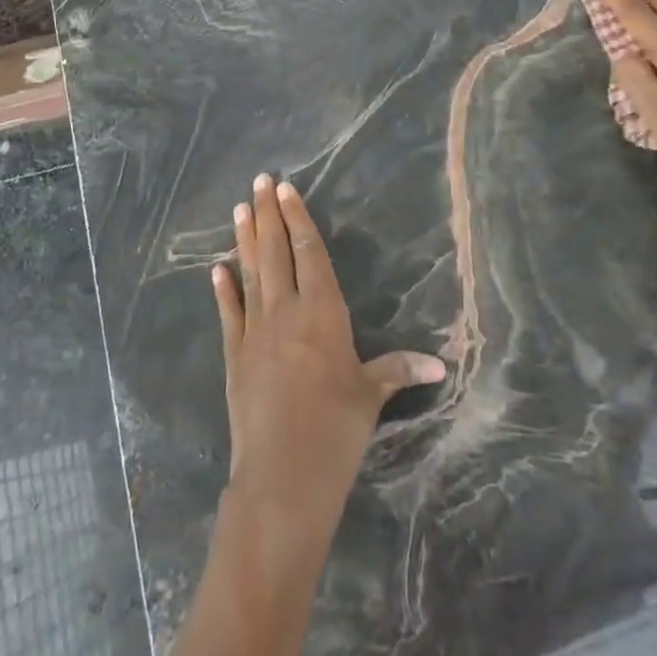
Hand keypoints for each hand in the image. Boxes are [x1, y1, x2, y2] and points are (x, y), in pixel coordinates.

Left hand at [212, 175, 445, 548]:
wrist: (282, 474)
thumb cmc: (336, 430)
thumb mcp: (371, 396)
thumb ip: (398, 371)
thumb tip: (440, 365)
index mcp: (323, 313)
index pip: (310, 253)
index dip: (298, 219)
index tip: (285, 189)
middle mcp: (286, 312)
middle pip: (276, 252)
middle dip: (268, 214)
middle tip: (258, 181)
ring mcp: (256, 332)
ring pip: (251, 273)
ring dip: (245, 239)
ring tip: (239, 207)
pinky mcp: (235, 356)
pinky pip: (229, 313)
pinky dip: (223, 289)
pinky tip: (216, 268)